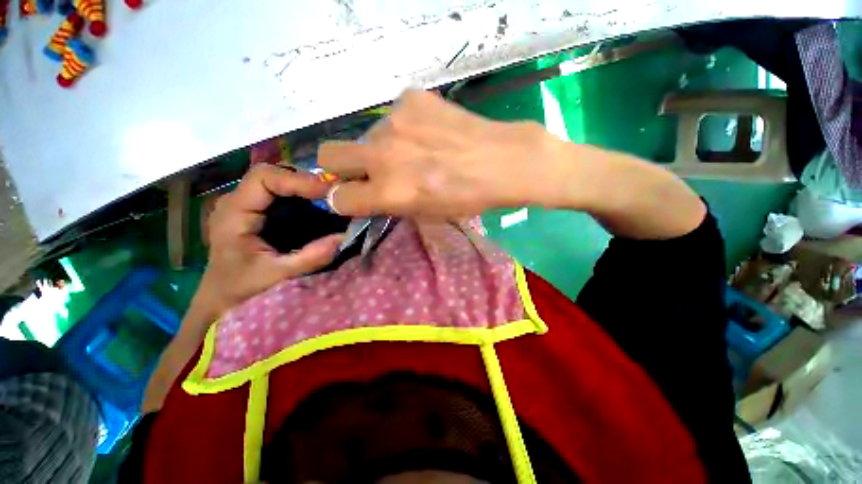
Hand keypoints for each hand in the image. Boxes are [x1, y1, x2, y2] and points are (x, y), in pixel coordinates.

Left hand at [198, 164, 343, 315]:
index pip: (264, 178)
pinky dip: (303, 195)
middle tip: (334, 194)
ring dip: (306, 186)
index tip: (328, 192)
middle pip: (274, 173)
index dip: (298, 180)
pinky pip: (282, 192)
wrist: (221, 296)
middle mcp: (238, 201)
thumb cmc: (241, 288)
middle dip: (306, 181)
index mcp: (234, 213)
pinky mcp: (257, 210)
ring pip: (279, 180)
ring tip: (331, 198)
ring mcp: (247, 203)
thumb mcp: (276, 275)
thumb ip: (310, 258)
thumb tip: (344, 238)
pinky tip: (319, 205)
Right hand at [318, 90, 558, 217]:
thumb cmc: (465, 197)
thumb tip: (365, 193)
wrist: (501, 161)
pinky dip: (402, 129)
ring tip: (414, 152)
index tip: (358, 196)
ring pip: (365, 136)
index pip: (337, 198)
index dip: (345, 200)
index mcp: (388, 192)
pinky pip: (392, 117)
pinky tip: (427, 134)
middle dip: (341, 168)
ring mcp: (395, 122)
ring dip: (380, 148)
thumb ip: (389, 204)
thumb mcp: (424, 213)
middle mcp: (383, 155)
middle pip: (329, 155)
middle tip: (367, 171)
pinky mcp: (411, 99)